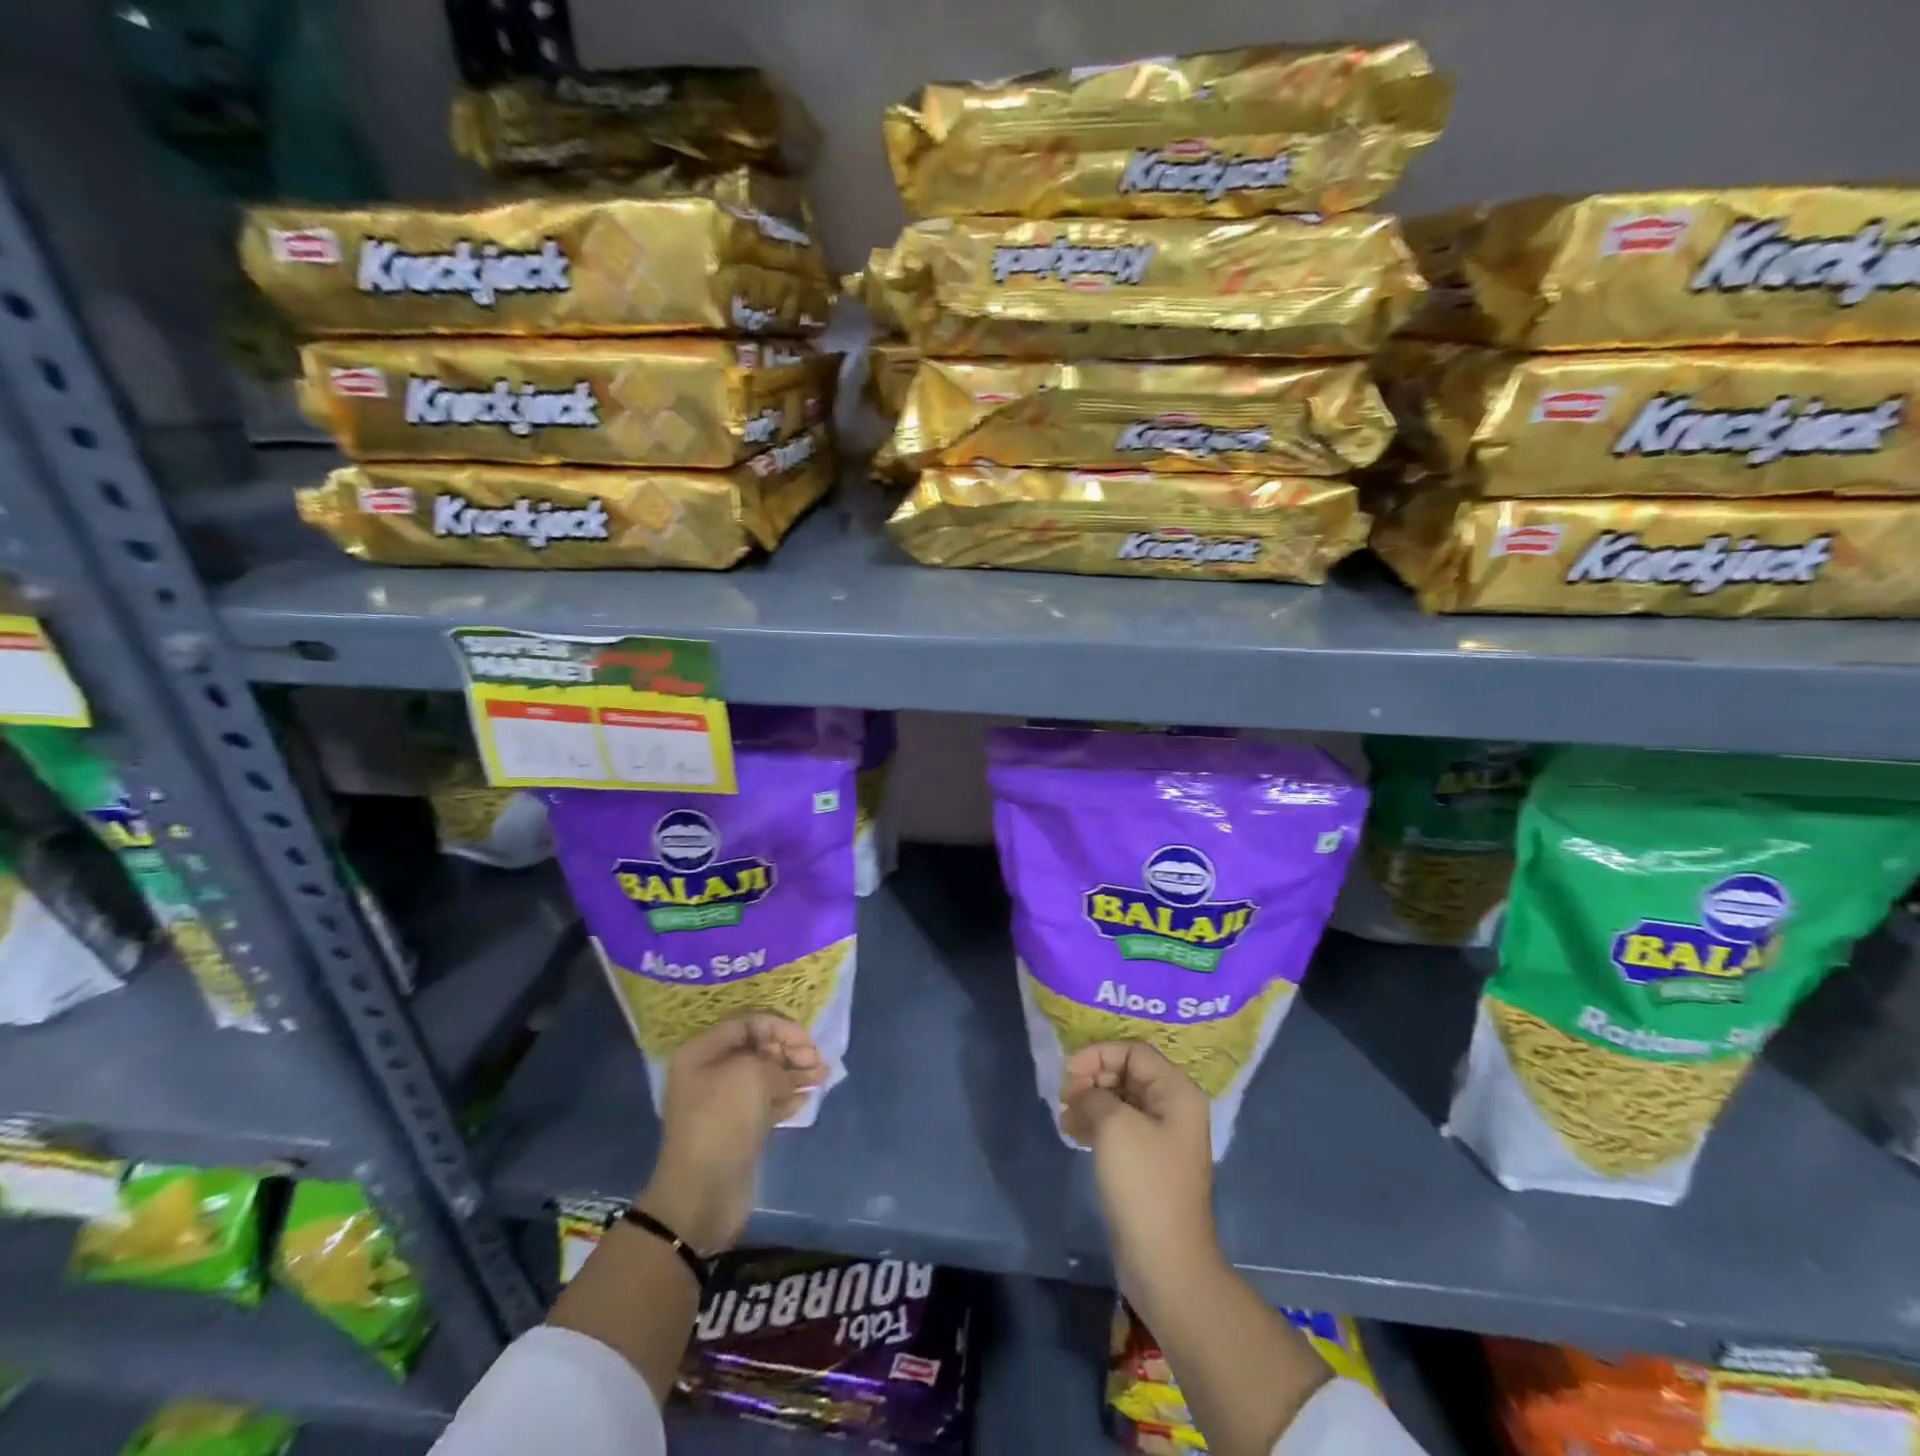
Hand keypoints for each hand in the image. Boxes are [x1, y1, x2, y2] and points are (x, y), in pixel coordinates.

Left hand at [636, 1014, 826, 1254]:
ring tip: (823, 1077)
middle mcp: (710, 1072)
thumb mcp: (752, 1075)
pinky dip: (787, 1098)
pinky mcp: (738, 1128)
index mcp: (702, 1052)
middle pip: (758, 1049)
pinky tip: (807, 1099)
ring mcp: (724, 1102)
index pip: (748, 1023)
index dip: (781, 1027)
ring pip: (766, 1076)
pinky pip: (766, 1102)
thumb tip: (789, 1071)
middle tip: (817, 1061)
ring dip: (795, 1074)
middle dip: (790, 1051)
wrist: (702, 1195)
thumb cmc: (722, 1122)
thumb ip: (777, 1061)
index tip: (807, 1042)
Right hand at [1060, 1042, 1217, 1288]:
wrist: (1165, 1261)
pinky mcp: (1149, 1163)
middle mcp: (1174, 1108)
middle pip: (1127, 1073)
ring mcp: (1163, 1137)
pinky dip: (1096, 1124)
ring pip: (1121, 1101)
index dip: (1097, 1055)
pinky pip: (1120, 1128)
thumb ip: (1094, 1094)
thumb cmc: (1143, 1182)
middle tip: (1065, 1097)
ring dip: (1091, 1103)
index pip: (1133, 1051)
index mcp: (1176, 1092)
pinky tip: (1074, 1134)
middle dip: (1093, 1079)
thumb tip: (1083, 1094)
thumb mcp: (1114, 1125)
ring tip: (1066, 1119)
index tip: (1068, 1073)